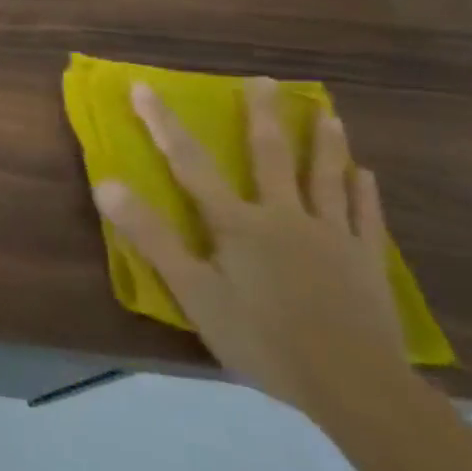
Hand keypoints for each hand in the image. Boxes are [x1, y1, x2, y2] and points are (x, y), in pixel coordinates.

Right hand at [93, 76, 409, 419]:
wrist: (357, 388)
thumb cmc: (262, 338)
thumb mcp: (193, 291)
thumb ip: (151, 236)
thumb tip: (106, 184)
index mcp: (237, 222)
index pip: (189, 162)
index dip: (162, 122)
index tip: (143, 86)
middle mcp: (284, 216)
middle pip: (270, 156)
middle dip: (263, 116)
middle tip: (264, 81)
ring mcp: (331, 236)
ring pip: (326, 178)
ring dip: (323, 142)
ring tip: (326, 113)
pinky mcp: (365, 262)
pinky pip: (364, 216)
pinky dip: (362, 191)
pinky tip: (365, 174)